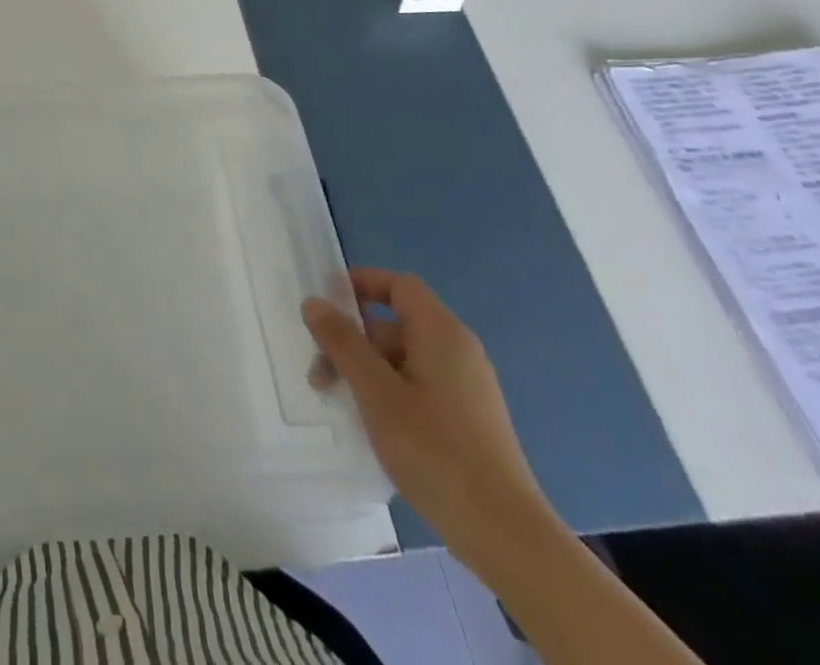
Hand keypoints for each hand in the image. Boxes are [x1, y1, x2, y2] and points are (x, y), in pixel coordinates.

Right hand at [302, 268, 553, 570]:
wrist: (506, 536)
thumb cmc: (435, 451)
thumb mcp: (375, 391)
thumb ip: (342, 342)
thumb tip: (314, 302)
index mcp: (442, 334)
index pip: (399, 286)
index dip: (361, 284)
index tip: (325, 304)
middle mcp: (458, 352)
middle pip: (395, 324)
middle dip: (352, 339)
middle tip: (320, 371)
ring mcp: (467, 388)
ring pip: (403, 358)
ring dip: (365, 370)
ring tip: (338, 402)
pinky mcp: (468, 420)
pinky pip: (418, 385)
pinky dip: (388, 391)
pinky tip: (372, 423)